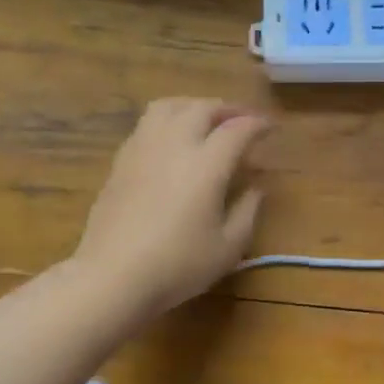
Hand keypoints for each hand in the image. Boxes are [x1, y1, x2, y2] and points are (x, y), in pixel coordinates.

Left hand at [71, 98, 270, 319]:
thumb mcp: (228, 248)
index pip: (237, 130)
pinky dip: (167, 121)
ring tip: (205, 120)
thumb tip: (256, 188)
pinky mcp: (120, 161)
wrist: (112, 276)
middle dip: (227, 109)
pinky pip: (147, 125)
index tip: (270, 128)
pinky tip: (172, 142)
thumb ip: (247, 212)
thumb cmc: (177, 266)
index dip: (257, 125)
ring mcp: (142, 149)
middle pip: (202, 108)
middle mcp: (174, 145)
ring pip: (169, 107)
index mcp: (206, 164)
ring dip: (193, 106)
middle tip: (242, 121)